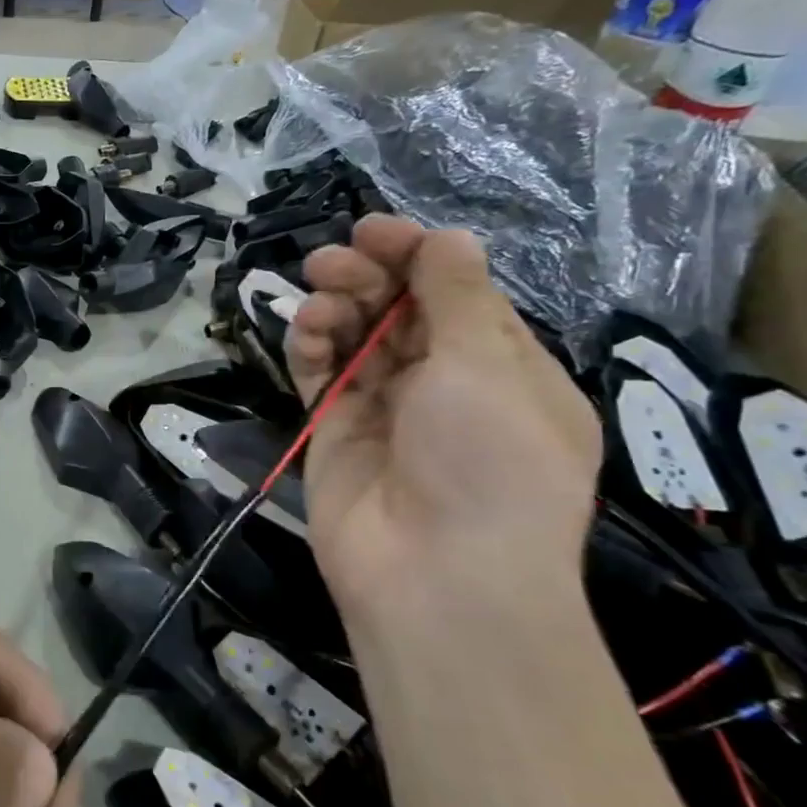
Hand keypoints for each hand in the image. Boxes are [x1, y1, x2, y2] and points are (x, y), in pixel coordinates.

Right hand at [285, 216, 599, 625]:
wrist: (435, 575)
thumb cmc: (486, 462)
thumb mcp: (485, 367)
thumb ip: (456, 296)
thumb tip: (446, 237)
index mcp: (503, 368)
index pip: (456, 293)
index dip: (416, 256)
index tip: (372, 230)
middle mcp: (445, 383)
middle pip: (400, 309)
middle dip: (367, 276)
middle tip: (332, 262)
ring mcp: (386, 409)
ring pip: (355, 338)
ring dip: (335, 307)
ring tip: (314, 296)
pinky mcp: (336, 430)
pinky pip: (320, 375)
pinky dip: (309, 347)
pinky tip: (304, 331)